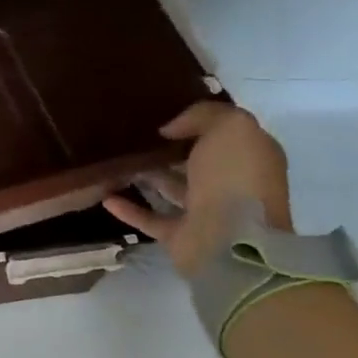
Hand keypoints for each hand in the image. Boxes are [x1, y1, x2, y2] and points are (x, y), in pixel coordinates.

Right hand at [103, 102, 291, 277]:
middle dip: (171, 150)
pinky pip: (151, 218)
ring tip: (118, 162)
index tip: (164, 115)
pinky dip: (130, 209)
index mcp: (250, 158)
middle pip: (197, 162)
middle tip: (136, 136)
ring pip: (173, 189)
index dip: (199, 123)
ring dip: (148, 177)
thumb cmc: (235, 178)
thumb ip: (202, 115)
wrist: (231, 242)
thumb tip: (170, 130)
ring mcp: (206, 213)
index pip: (225, 134)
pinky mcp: (181, 236)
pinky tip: (107, 197)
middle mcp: (231, 184)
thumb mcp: (230, 127)